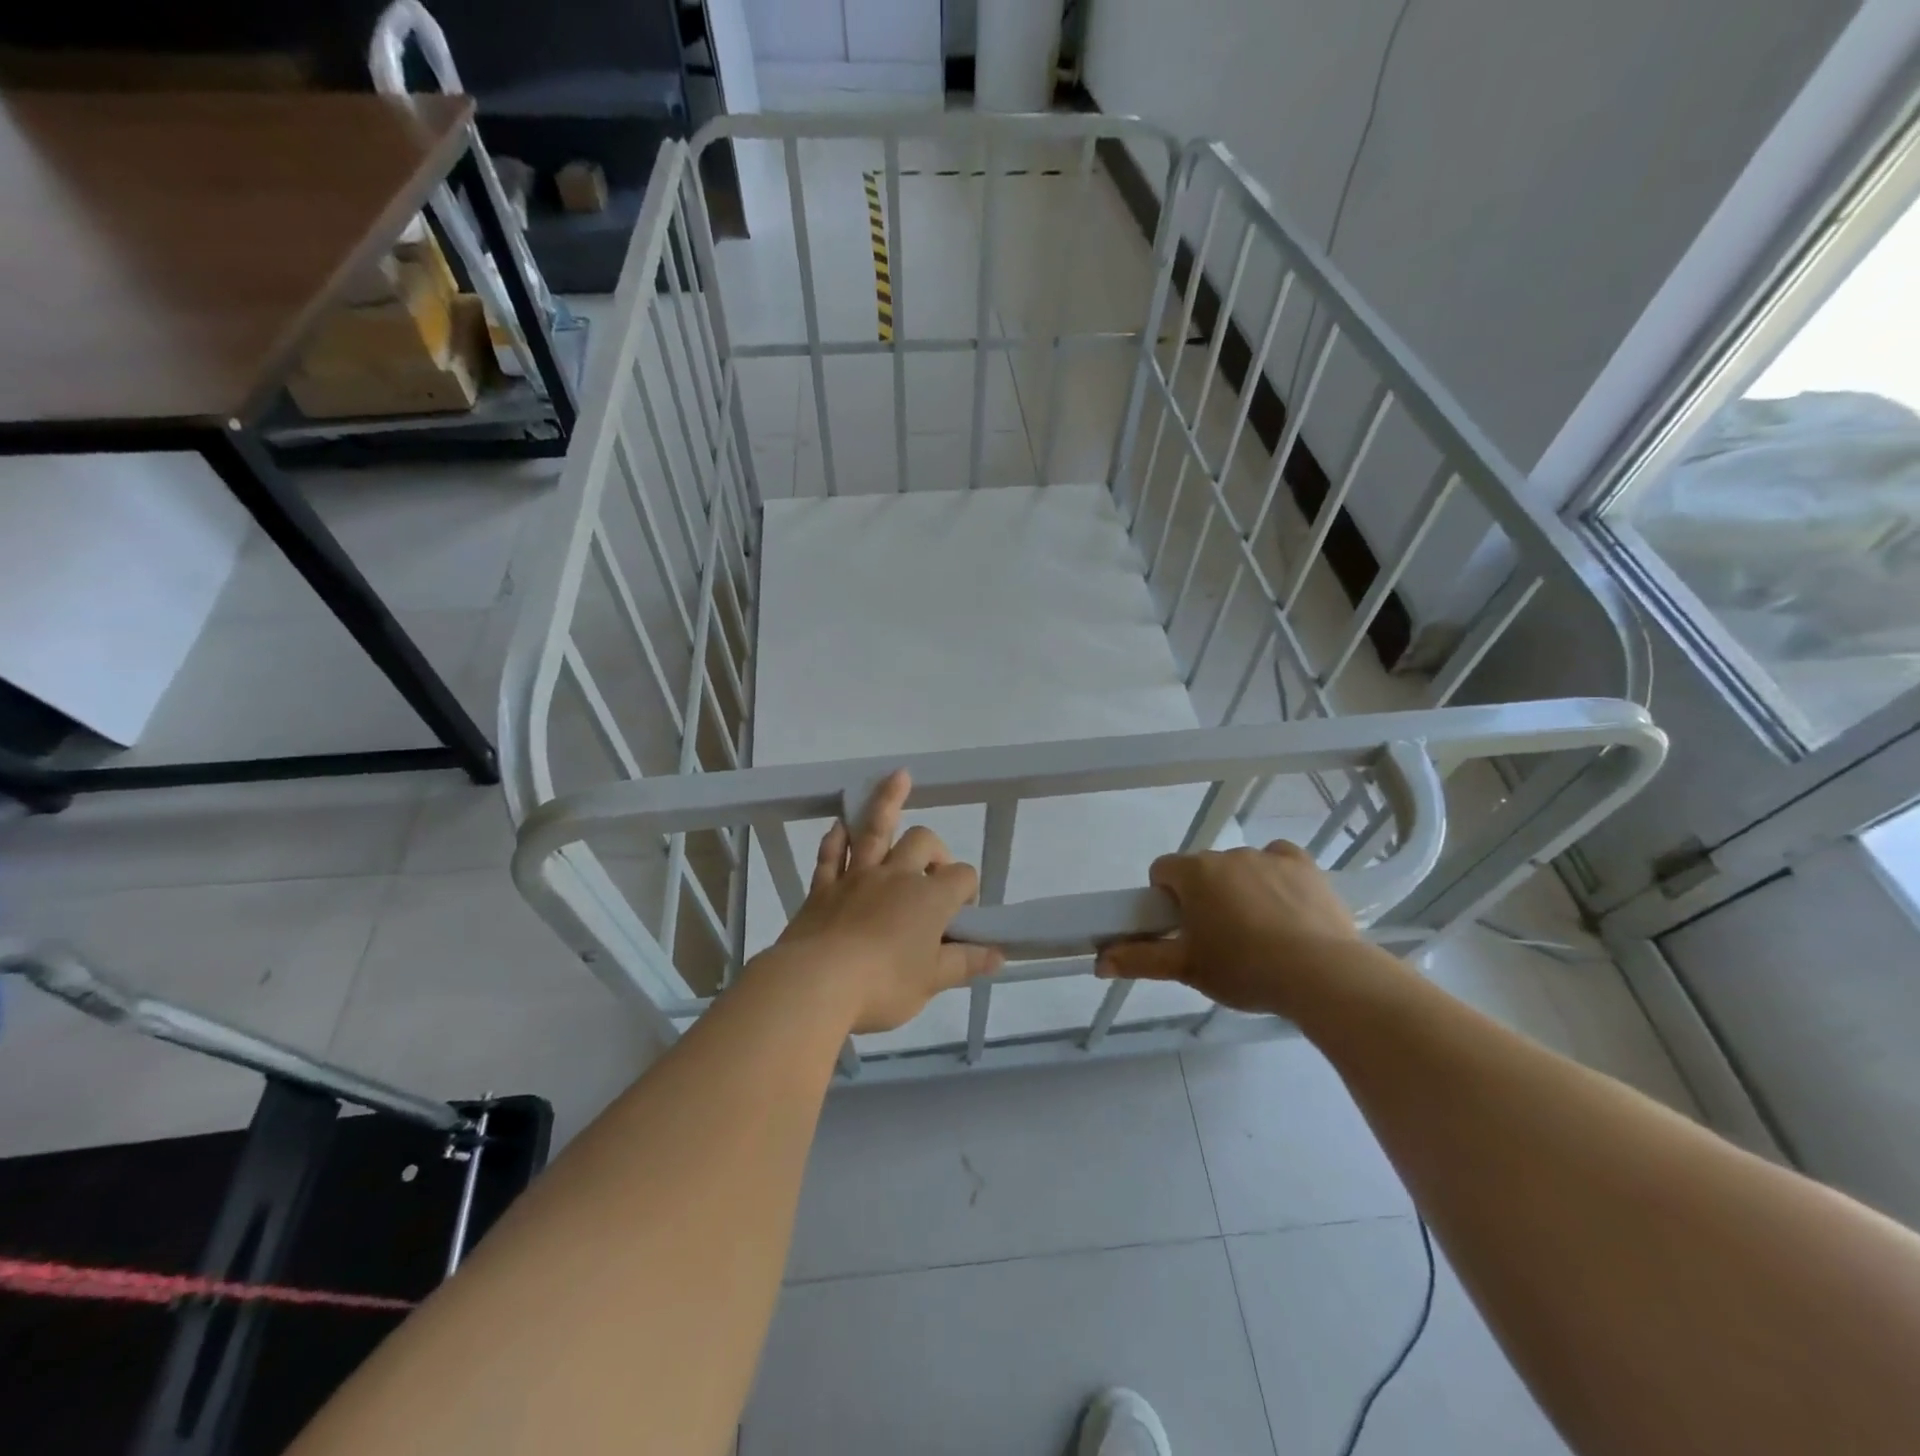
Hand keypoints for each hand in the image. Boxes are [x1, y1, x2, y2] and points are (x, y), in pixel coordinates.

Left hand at [768, 770, 1003, 1033]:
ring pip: (875, 829)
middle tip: (933, 872)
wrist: (816, 983)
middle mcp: (896, 876)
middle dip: (935, 848)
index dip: (968, 890)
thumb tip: (999, 954)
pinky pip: (831, 853)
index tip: (962, 915)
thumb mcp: (932, 981)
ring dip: (888, 800)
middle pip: (923, 841)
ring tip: (899, 776)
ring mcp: (856, 876)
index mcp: (929, 898)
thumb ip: (965, 963)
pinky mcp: (823, 887)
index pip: (962, 877)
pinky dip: (837, 838)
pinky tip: (839, 825)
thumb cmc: (883, 985)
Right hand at [1095, 841, 1370, 1018]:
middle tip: (1218, 938)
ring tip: (1260, 933)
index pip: (1163, 870)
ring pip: (1241, 867)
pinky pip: (1279, 860)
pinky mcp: (1304, 865)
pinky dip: (1277, 876)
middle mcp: (1227, 855)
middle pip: (1203, 870)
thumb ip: (1139, 959)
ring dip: (1240, 888)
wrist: (1321, 974)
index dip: (1166, 898)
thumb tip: (1098, 962)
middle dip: (1205, 896)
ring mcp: (1268, 856)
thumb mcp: (1186, 969)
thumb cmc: (1244, 969)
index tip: (1180, 928)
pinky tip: (1286, 907)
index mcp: (1194, 873)